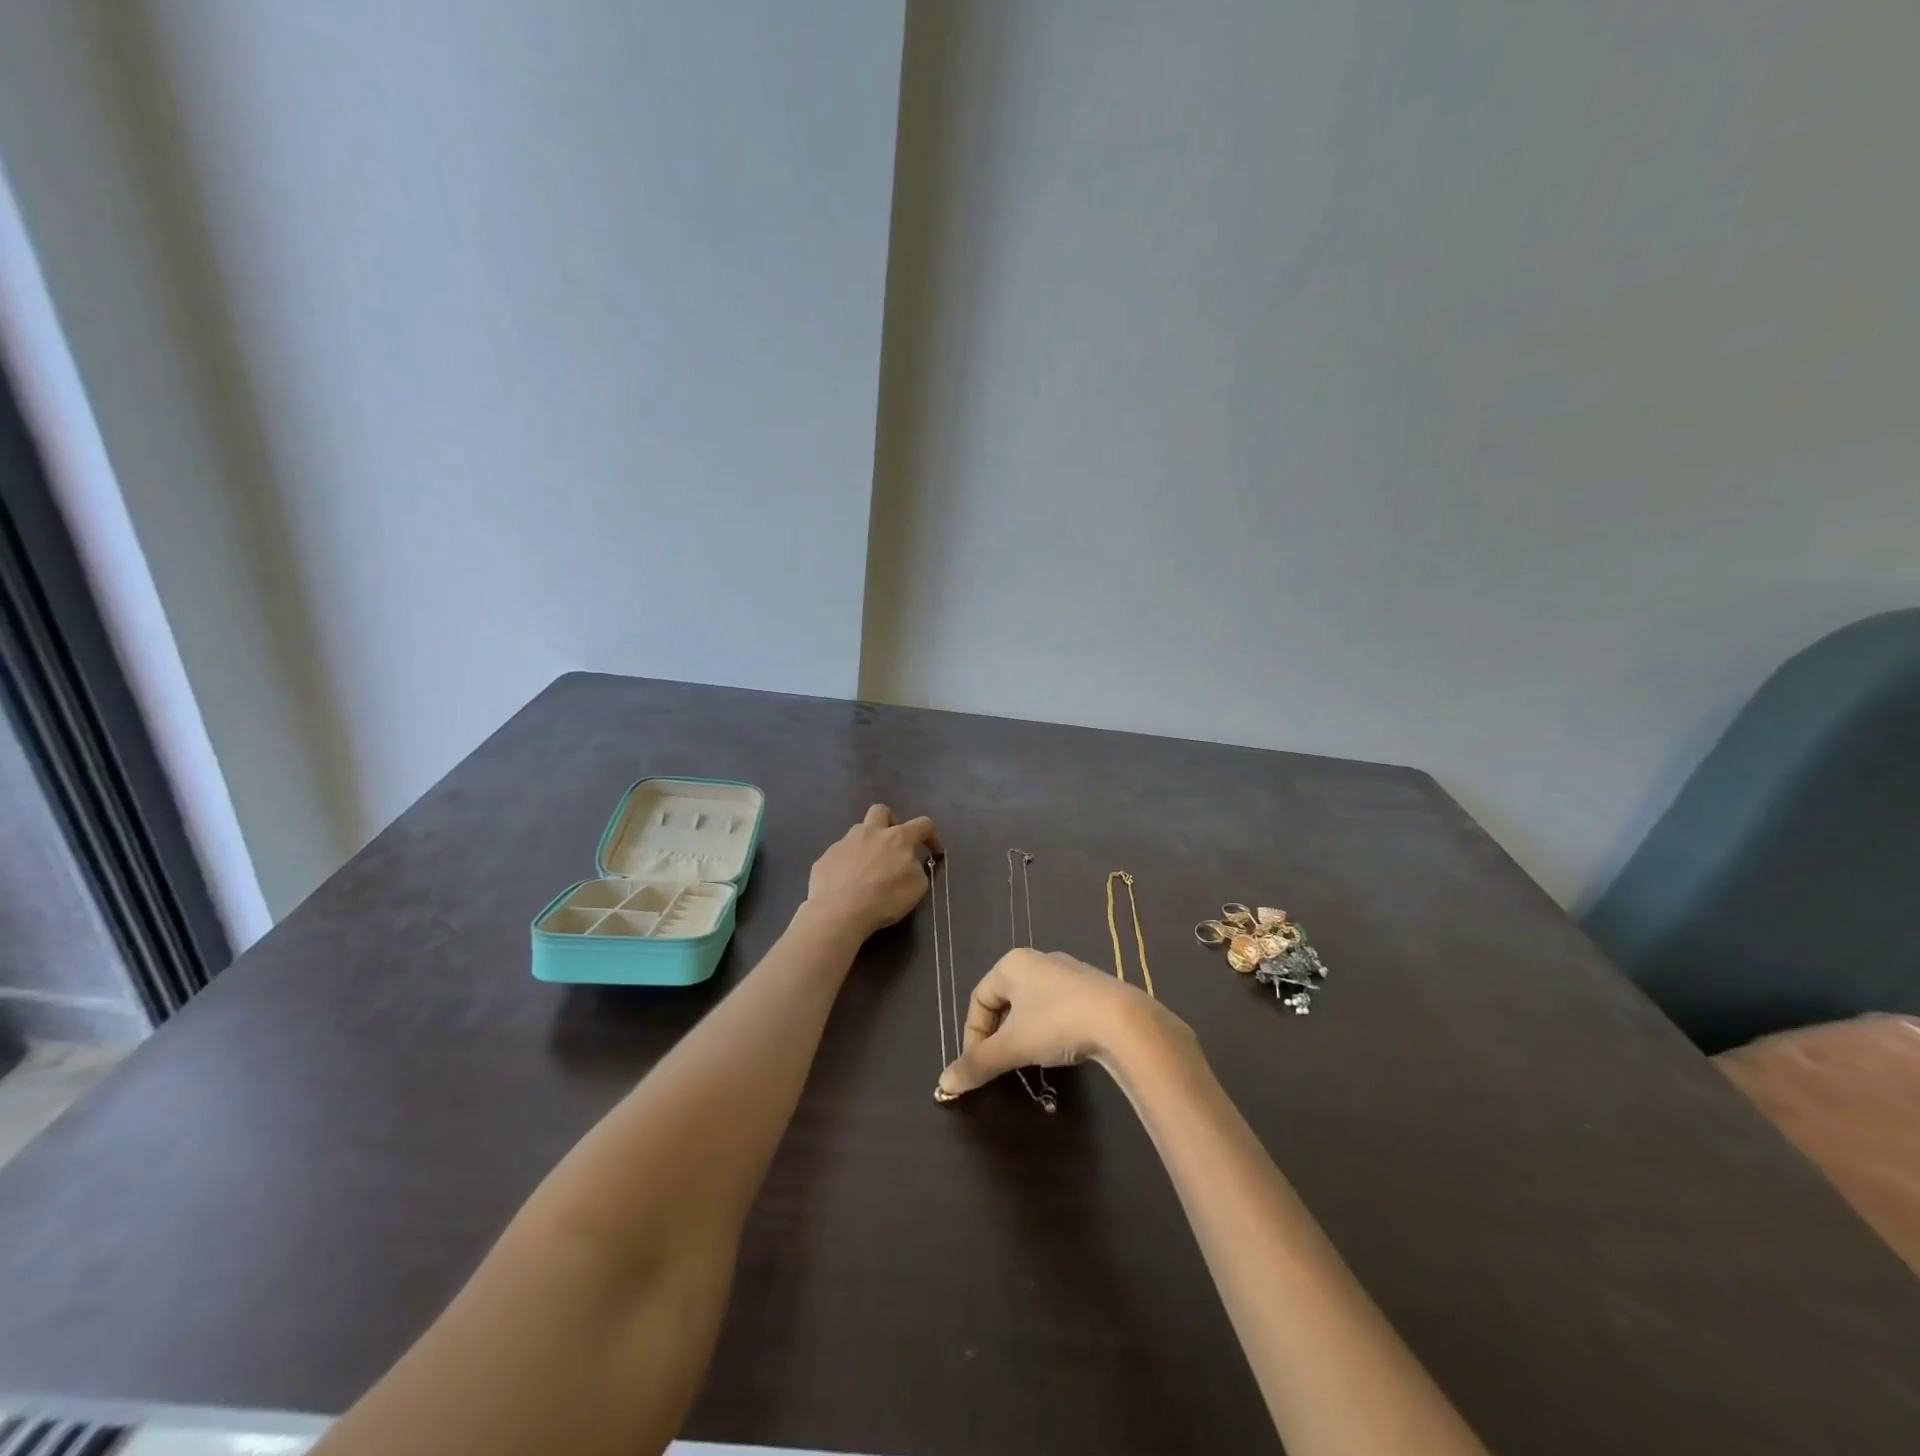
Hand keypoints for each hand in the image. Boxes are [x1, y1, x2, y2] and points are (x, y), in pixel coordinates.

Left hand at [804, 805, 941, 938]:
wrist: (838, 911)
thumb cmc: (884, 898)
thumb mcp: (917, 887)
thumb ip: (917, 868)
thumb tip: (911, 862)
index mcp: (898, 838)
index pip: (922, 824)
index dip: (932, 835)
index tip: (934, 851)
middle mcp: (870, 832)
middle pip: (881, 811)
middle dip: (890, 821)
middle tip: (892, 842)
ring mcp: (844, 842)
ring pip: (858, 832)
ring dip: (866, 844)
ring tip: (867, 868)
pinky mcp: (825, 857)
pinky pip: (840, 854)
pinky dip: (847, 864)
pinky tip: (846, 882)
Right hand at [937, 948, 1194, 1098]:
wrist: (1122, 1020)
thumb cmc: (1057, 1023)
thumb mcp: (1013, 1047)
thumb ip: (977, 1064)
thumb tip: (943, 1085)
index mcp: (1012, 963)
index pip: (979, 999)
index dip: (973, 1034)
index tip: (980, 1065)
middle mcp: (1038, 960)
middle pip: (1005, 1000)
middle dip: (999, 1034)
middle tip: (1003, 1063)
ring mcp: (1069, 972)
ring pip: (1032, 1004)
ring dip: (1024, 1032)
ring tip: (1030, 1059)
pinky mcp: (1092, 988)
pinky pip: (1058, 1007)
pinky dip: (1050, 1029)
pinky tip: (1060, 1049)